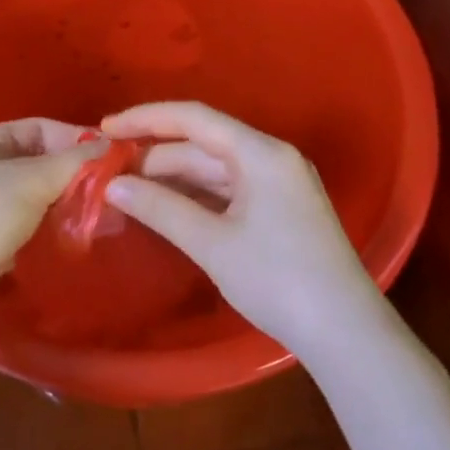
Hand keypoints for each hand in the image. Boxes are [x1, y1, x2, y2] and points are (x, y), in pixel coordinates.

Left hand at [0, 117, 94, 330]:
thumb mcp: (29, 180)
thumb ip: (71, 163)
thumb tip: (109, 146)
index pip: (40, 129)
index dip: (75, 139)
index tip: (111, 158)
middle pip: (39, 165)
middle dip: (74, 176)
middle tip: (112, 192)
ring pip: (36, 200)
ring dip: (65, 207)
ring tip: (101, 217)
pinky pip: (28, 231)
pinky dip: (50, 233)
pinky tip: (76, 240)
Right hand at [101, 102, 384, 355]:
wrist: (344, 331)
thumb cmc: (277, 279)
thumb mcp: (213, 243)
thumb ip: (161, 209)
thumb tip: (113, 186)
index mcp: (261, 153)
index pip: (194, 118)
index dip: (146, 119)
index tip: (105, 128)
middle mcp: (271, 158)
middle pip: (203, 145)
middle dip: (155, 157)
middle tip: (107, 173)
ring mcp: (278, 184)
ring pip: (214, 170)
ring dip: (173, 179)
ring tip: (127, 190)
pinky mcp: (279, 210)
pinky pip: (228, 191)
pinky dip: (195, 197)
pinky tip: (166, 208)